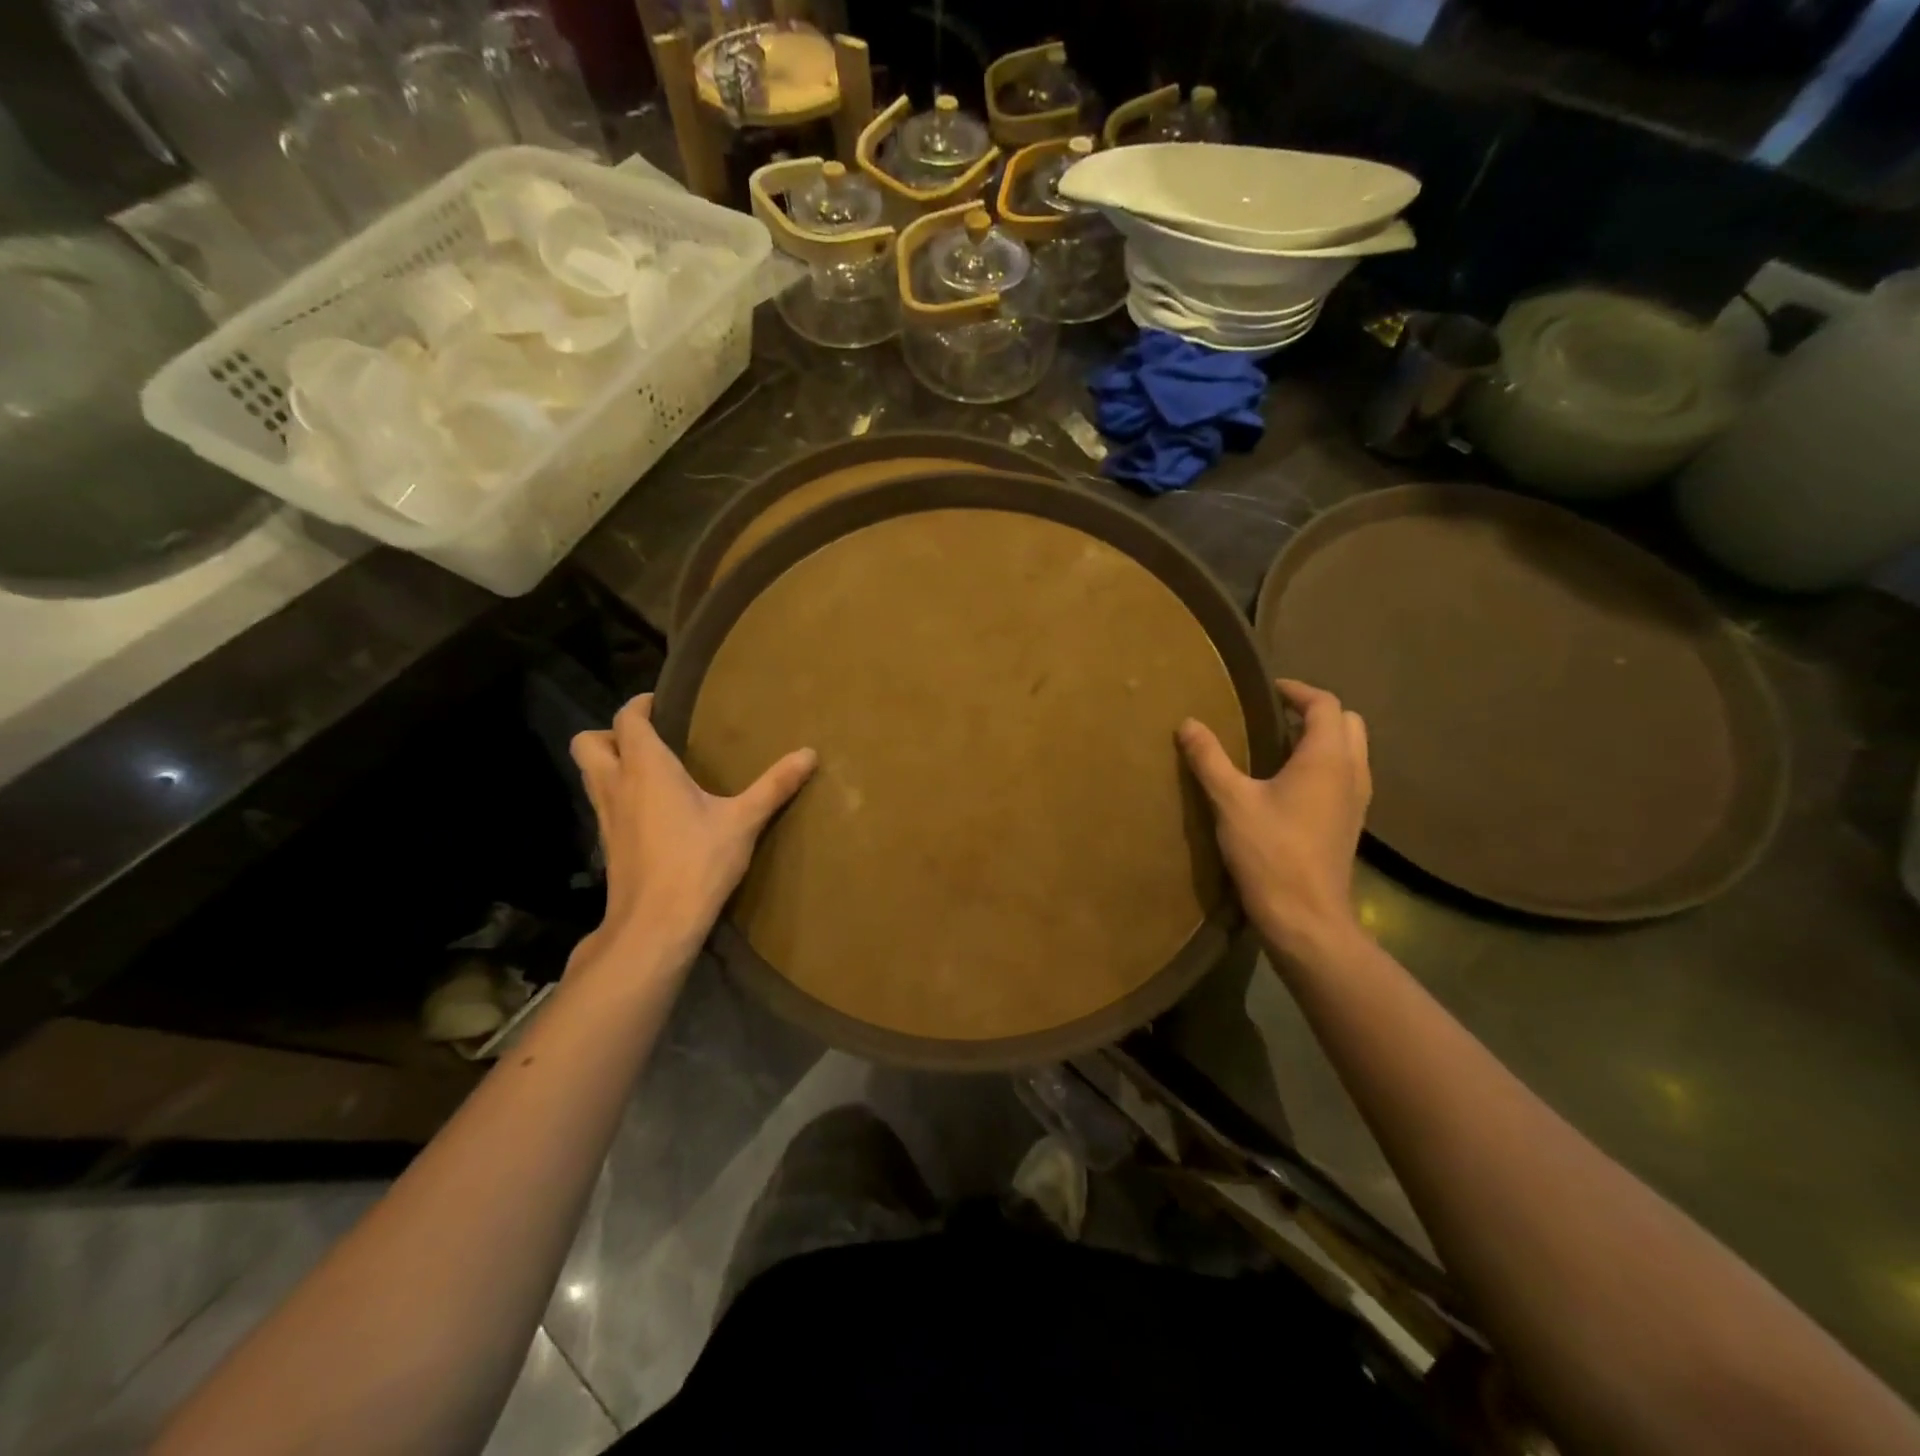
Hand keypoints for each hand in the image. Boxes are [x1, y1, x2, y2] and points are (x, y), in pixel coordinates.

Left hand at [569, 694, 815, 965]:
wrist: (655, 924)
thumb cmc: (697, 862)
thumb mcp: (743, 821)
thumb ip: (775, 785)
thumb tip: (810, 754)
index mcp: (645, 768)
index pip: (626, 719)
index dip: (639, 705)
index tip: (662, 703)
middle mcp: (616, 785)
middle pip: (588, 743)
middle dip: (610, 733)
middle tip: (648, 738)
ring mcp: (605, 816)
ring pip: (590, 774)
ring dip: (611, 763)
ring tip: (651, 770)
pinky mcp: (607, 844)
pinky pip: (602, 803)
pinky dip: (618, 794)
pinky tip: (652, 810)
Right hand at [1178, 679, 1371, 962]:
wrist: (1306, 917)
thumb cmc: (1270, 852)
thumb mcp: (1230, 801)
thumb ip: (1209, 759)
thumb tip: (1188, 723)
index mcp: (1327, 758)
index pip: (1324, 704)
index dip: (1297, 691)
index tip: (1268, 690)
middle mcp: (1352, 772)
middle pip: (1347, 723)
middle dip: (1315, 712)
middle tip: (1276, 716)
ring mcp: (1356, 800)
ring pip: (1351, 750)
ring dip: (1322, 739)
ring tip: (1279, 746)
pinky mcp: (1351, 823)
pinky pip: (1345, 776)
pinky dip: (1324, 765)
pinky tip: (1289, 784)